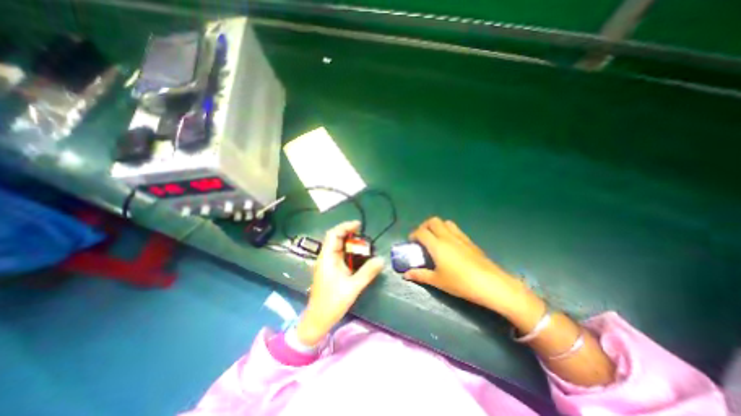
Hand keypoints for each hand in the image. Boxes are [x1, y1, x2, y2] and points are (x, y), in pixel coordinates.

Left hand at [298, 223, 387, 345]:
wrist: (317, 320)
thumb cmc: (332, 303)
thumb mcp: (352, 288)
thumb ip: (367, 272)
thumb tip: (381, 260)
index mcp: (327, 258)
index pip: (333, 235)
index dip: (345, 227)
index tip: (358, 225)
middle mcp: (326, 258)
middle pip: (335, 239)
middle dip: (349, 233)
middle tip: (364, 233)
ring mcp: (328, 264)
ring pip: (338, 247)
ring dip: (349, 242)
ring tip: (363, 242)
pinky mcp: (331, 270)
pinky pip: (340, 255)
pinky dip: (349, 251)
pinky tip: (358, 255)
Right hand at [404, 218, 539, 314]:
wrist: (490, 284)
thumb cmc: (460, 283)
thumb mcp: (437, 281)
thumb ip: (420, 275)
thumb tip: (406, 275)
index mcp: (437, 245)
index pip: (421, 232)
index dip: (413, 234)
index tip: (411, 243)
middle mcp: (447, 237)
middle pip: (433, 221)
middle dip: (424, 226)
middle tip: (422, 238)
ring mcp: (460, 237)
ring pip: (445, 222)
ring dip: (437, 226)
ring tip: (435, 239)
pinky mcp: (470, 241)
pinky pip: (456, 229)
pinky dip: (448, 231)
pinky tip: (450, 245)